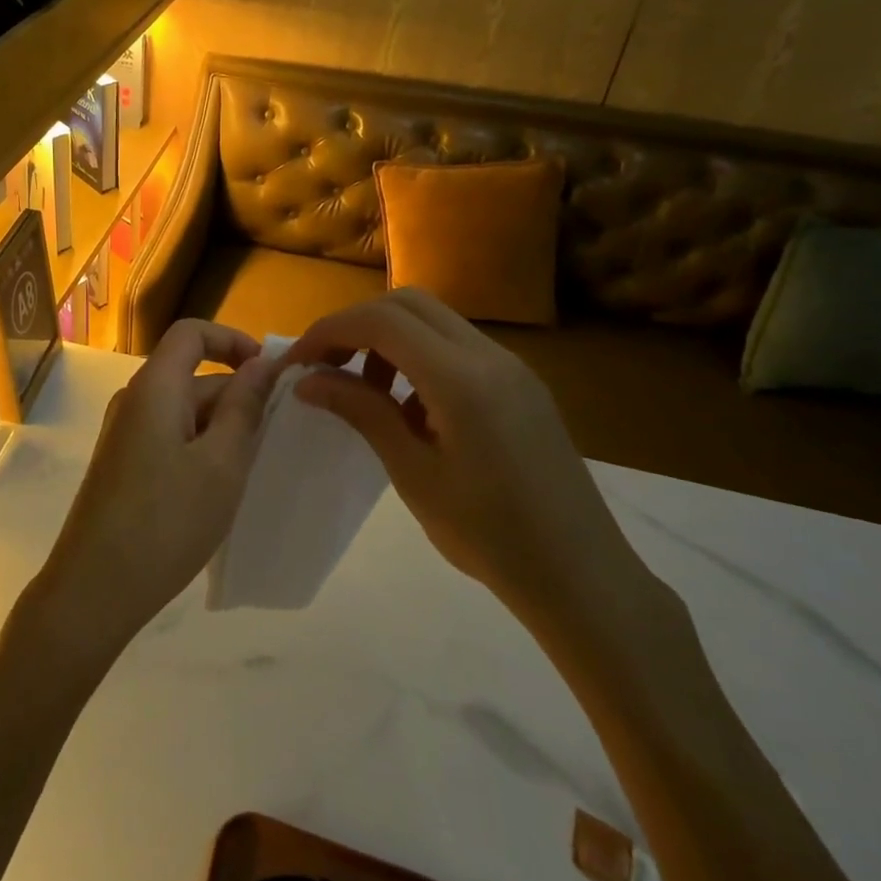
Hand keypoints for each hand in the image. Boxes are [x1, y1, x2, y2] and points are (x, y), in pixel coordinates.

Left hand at [33, 320, 279, 657]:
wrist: (94, 589)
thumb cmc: (166, 521)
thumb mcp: (221, 464)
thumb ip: (244, 408)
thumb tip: (262, 364)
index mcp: (154, 387)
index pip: (192, 333)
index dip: (233, 340)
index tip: (269, 373)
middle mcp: (134, 400)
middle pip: (191, 374)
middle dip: (236, 395)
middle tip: (275, 438)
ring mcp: (124, 433)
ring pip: (184, 410)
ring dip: (221, 427)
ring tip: (252, 468)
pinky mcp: (122, 464)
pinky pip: (169, 436)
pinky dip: (200, 447)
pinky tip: (218, 487)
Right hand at [286, 289, 636, 617]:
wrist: (582, 577)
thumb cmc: (490, 536)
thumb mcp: (414, 474)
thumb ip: (362, 412)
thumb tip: (309, 380)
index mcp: (462, 379)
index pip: (382, 321)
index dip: (330, 330)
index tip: (298, 361)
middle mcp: (489, 356)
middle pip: (407, 303)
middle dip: (356, 324)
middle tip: (325, 365)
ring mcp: (510, 366)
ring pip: (433, 320)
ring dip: (387, 338)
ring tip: (364, 389)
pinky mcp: (519, 383)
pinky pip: (457, 346)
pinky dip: (418, 356)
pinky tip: (409, 406)